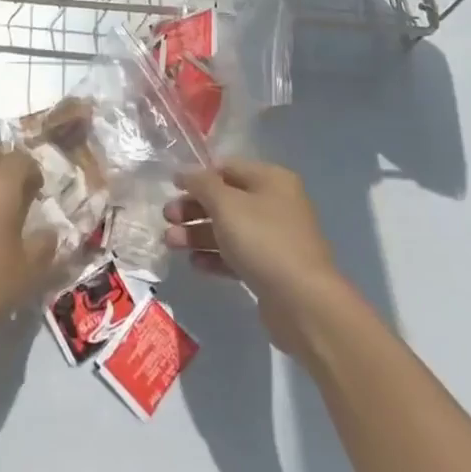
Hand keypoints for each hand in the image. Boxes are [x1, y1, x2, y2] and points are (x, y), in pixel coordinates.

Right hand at [164, 159, 352, 353]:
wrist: (303, 303)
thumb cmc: (263, 241)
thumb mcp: (226, 204)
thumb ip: (202, 184)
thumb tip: (185, 171)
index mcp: (271, 179)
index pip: (227, 168)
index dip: (198, 176)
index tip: (172, 187)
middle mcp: (275, 204)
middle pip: (226, 200)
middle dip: (194, 208)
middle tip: (167, 218)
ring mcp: (275, 238)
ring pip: (229, 229)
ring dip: (198, 234)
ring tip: (171, 243)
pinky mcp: (271, 270)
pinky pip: (237, 256)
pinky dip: (215, 257)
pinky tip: (195, 264)